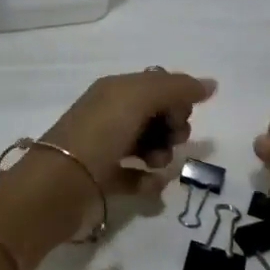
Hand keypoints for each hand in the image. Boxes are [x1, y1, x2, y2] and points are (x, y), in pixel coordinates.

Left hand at [42, 68, 215, 196]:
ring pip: (149, 145)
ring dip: (162, 153)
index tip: (181, 114)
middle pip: (156, 116)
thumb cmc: (100, 133)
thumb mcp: (139, 98)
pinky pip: (136, 176)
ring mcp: (106, 148)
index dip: (176, 99)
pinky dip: (148, 180)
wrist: (59, 185)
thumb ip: (177, 88)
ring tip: (156, 163)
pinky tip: (152, 183)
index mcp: (115, 91)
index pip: (157, 85)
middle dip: (173, 126)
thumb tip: (211, 84)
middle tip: (172, 138)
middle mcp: (110, 115)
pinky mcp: (104, 179)